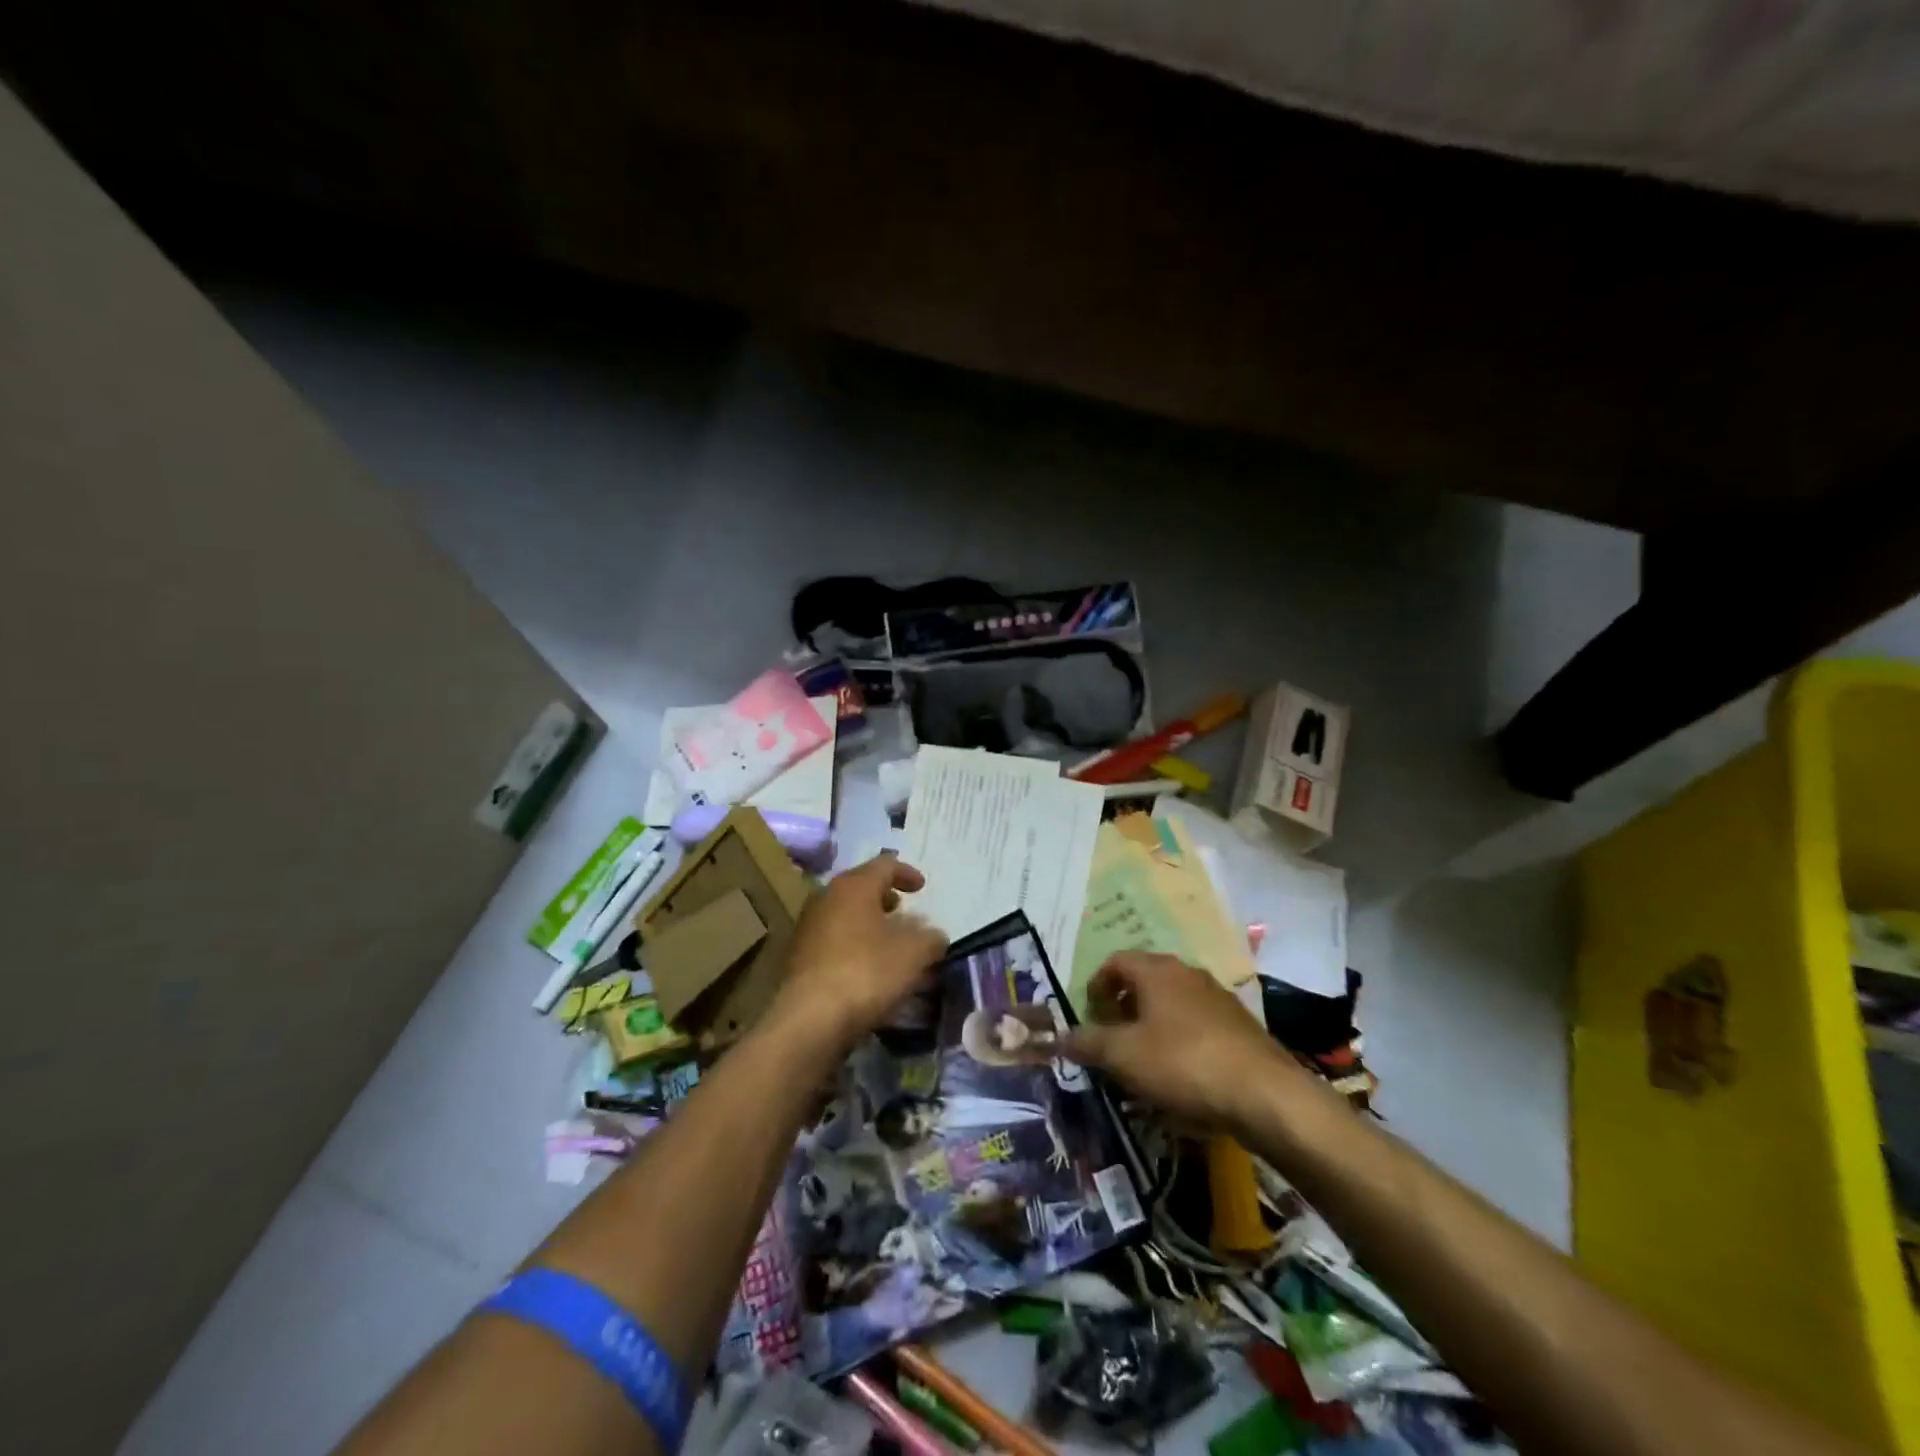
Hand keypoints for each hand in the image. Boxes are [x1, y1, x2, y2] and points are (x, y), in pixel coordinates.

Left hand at [769, 853, 948, 1057]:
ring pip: (845, 914)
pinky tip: (868, 968)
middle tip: (903, 912)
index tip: (922, 888)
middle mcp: (826, 897)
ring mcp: (808, 927)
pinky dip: (854, 944)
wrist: (810, 1019)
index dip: (907, 873)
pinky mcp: (799, 957)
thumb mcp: (915, 953)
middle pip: (861, 887)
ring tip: (889, 943)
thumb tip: (934, 936)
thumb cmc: (867, 972)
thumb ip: (931, 938)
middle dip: (885, 898)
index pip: (885, 865)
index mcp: (854, 886)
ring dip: (869, 924)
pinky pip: (834, 940)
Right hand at [1062, 952, 1291, 1131]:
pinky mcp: (1240, 1027)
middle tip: (1112, 1039)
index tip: (1089, 1016)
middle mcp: (1188, 974)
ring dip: (1152, 1026)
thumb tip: (1060, 1037)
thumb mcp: (1124, 1056)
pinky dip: (1180, 1043)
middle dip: (1123, 1007)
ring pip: (1172, 1004)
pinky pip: (1197, 1026)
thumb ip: (1089, 1043)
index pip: (1116, 961)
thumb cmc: (1183, 1063)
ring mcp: (1218, 999)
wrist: (1266, 1095)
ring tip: (1143, 1062)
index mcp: (1157, 970)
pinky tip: (1180, 1078)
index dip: (1096, 985)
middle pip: (1145, 980)